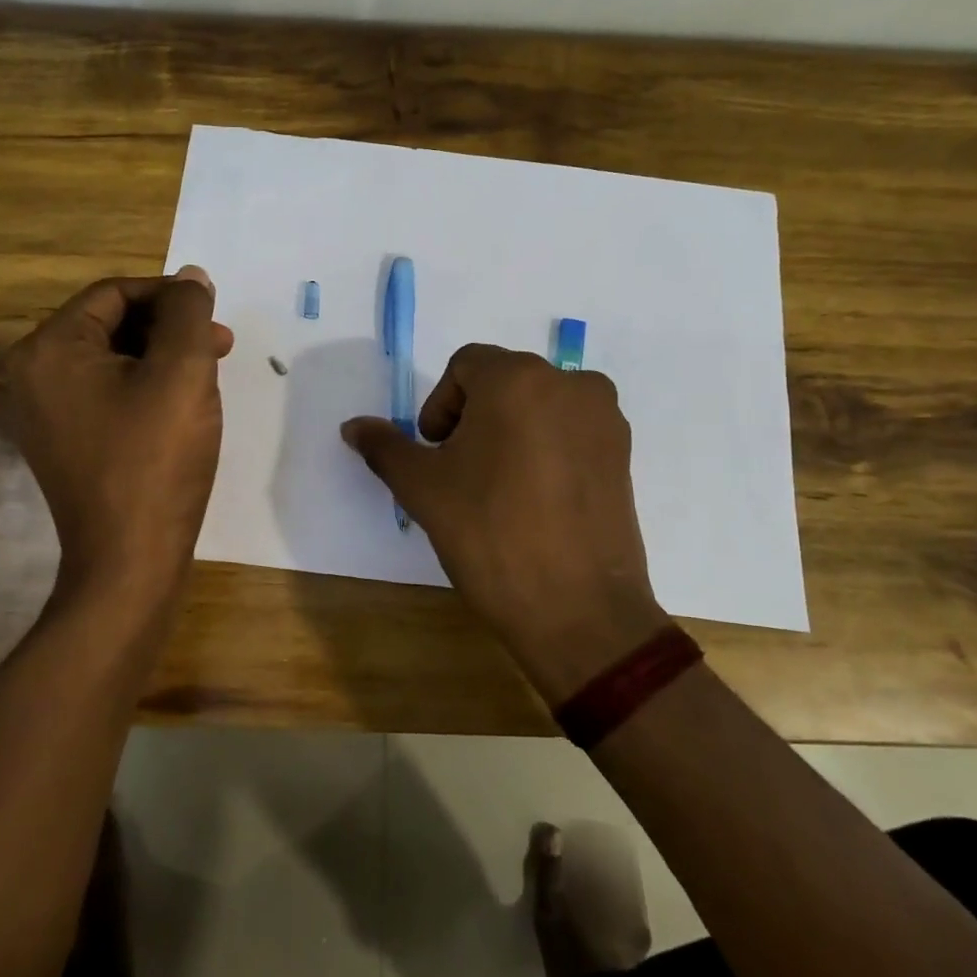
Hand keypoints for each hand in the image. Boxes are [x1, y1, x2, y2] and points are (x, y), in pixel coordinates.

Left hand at [4, 267, 233, 603]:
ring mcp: (44, 411)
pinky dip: (145, 385)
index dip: (169, 295)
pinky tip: (182, 402)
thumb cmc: (156, 459)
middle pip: (110, 323)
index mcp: (50, 349)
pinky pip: (106, 391)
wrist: (130, 560)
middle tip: (220, 344)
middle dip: (169, 327)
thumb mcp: (182, 372)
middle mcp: (33, 373)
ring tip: (209, 372)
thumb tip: (191, 277)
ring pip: (113, 358)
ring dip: (163, 355)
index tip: (213, 314)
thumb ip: (188, 313)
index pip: (114, 293)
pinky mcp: (63, 440)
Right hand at [342, 345, 670, 702]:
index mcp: (518, 378)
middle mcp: (570, 383)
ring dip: (511, 432)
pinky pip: (571, 433)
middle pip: (504, 383)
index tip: (437, 453)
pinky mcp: (625, 454)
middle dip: (474, 419)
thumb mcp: (423, 488)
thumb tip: (352, 426)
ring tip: (499, 487)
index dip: (441, 406)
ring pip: (539, 407)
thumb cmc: (490, 534)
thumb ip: (385, 447)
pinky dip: (546, 450)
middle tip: (462, 472)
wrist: (578, 610)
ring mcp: (605, 419)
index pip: (466, 366)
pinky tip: (535, 500)